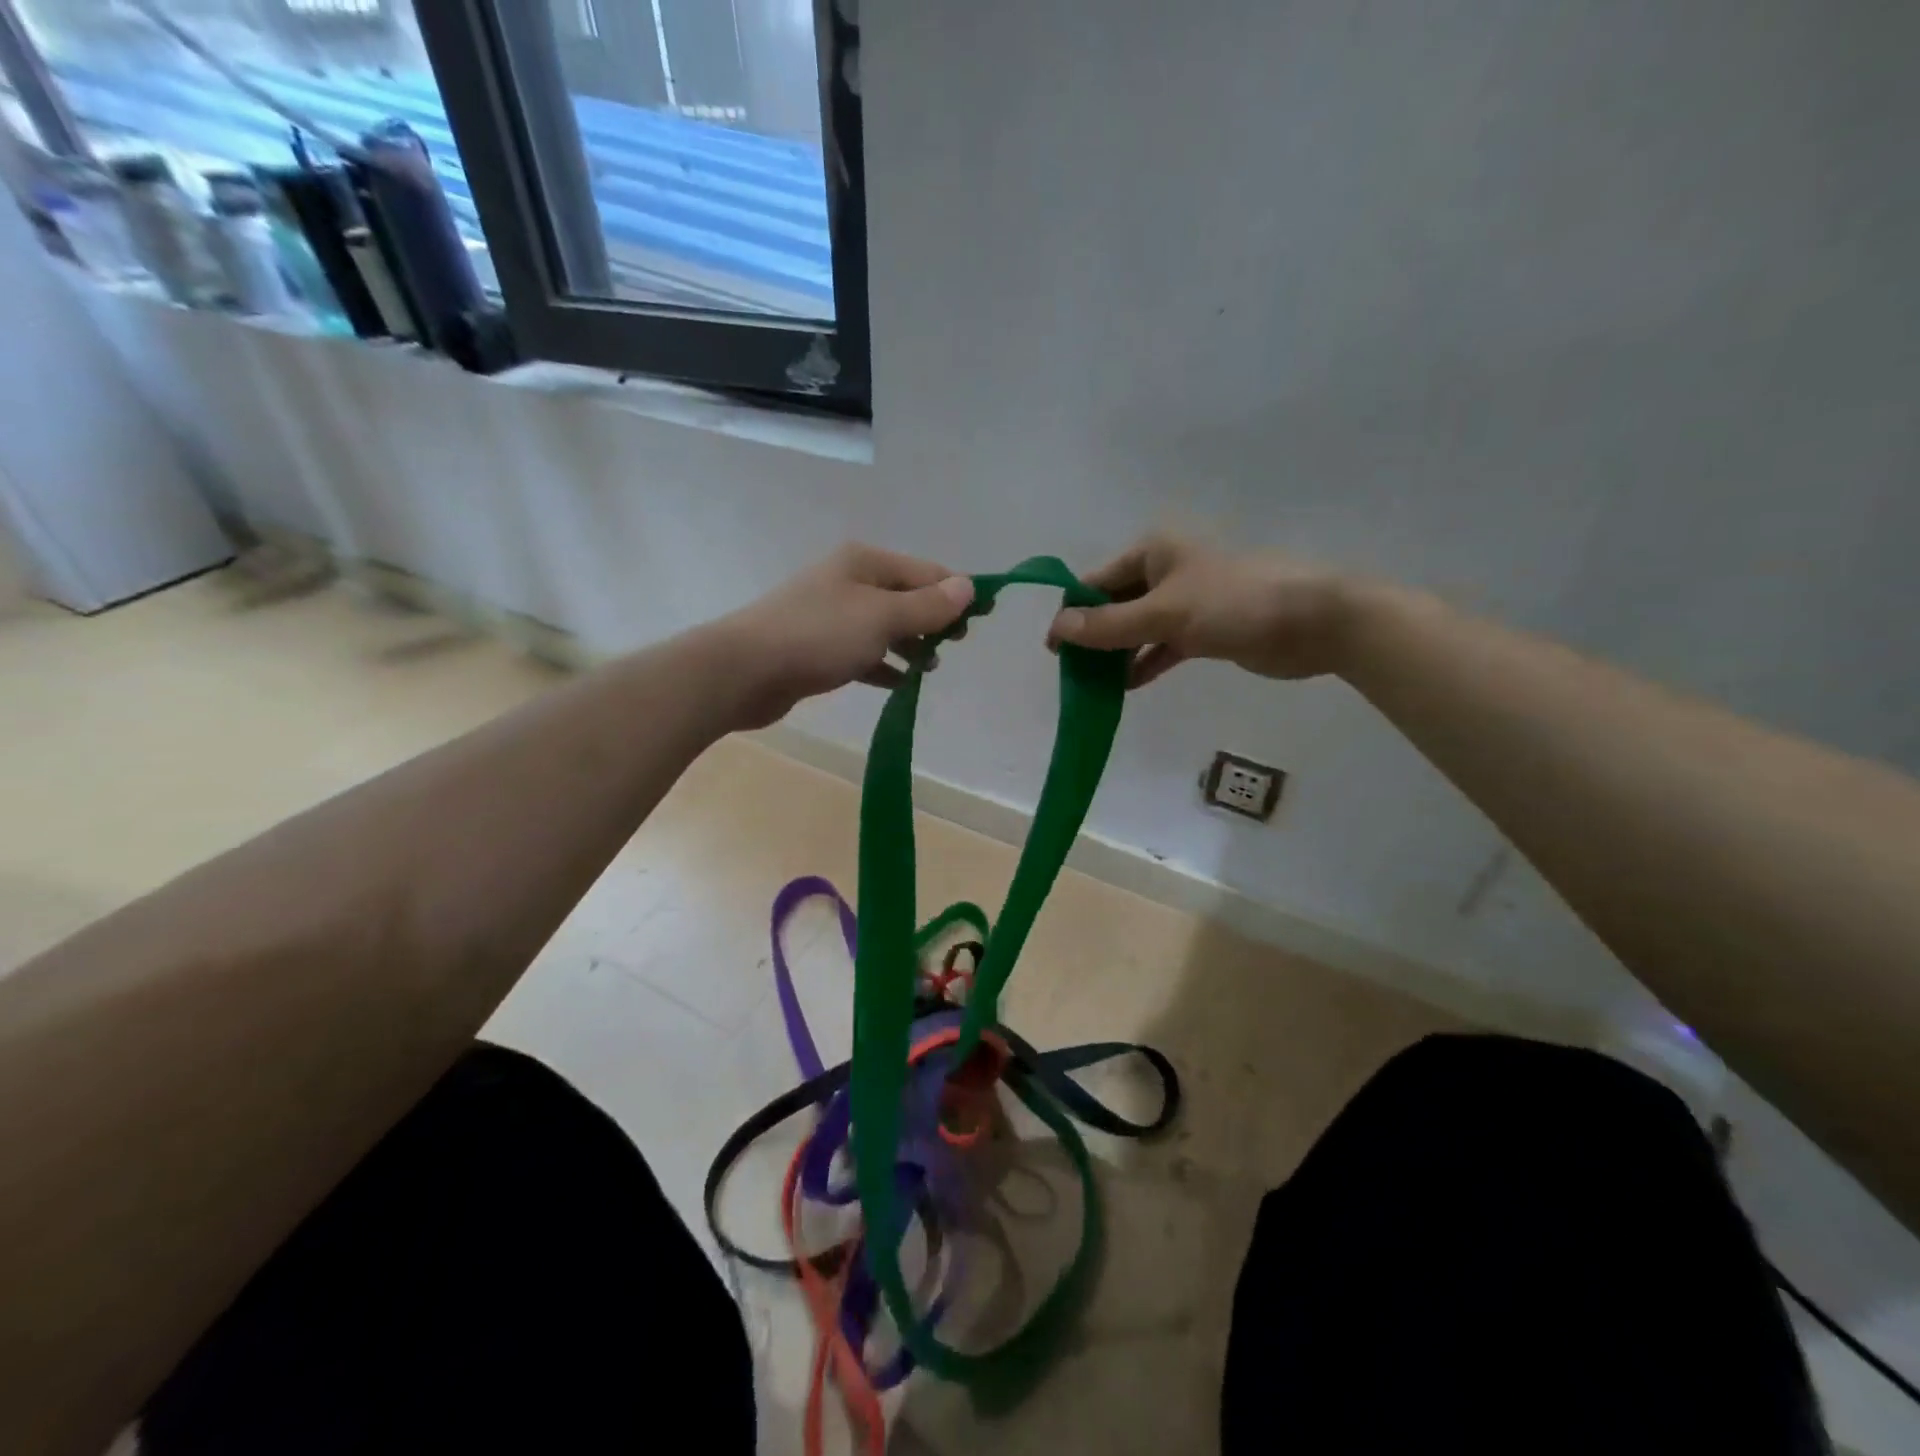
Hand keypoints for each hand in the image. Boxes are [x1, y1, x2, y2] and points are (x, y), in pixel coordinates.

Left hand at [717, 543, 974, 727]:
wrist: (744, 671)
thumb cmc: (819, 636)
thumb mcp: (882, 617)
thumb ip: (927, 606)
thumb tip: (968, 586)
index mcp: (866, 562)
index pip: (926, 572)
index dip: (957, 593)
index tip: (983, 620)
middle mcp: (849, 582)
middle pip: (906, 597)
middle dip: (934, 620)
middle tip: (955, 646)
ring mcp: (831, 615)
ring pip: (885, 626)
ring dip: (911, 644)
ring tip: (929, 668)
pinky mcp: (818, 648)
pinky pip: (863, 652)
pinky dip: (884, 665)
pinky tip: (900, 683)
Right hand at [1047, 533, 1352, 687]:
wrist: (1313, 621)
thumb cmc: (1234, 605)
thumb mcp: (1163, 614)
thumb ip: (1108, 626)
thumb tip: (1056, 630)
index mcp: (1152, 552)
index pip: (1095, 582)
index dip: (1071, 614)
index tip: (1053, 651)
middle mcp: (1165, 571)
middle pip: (1114, 605)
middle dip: (1093, 637)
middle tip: (1071, 674)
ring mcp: (1186, 601)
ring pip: (1137, 627)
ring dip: (1116, 654)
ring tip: (1092, 686)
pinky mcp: (1204, 628)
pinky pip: (1162, 645)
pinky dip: (1145, 662)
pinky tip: (1126, 687)